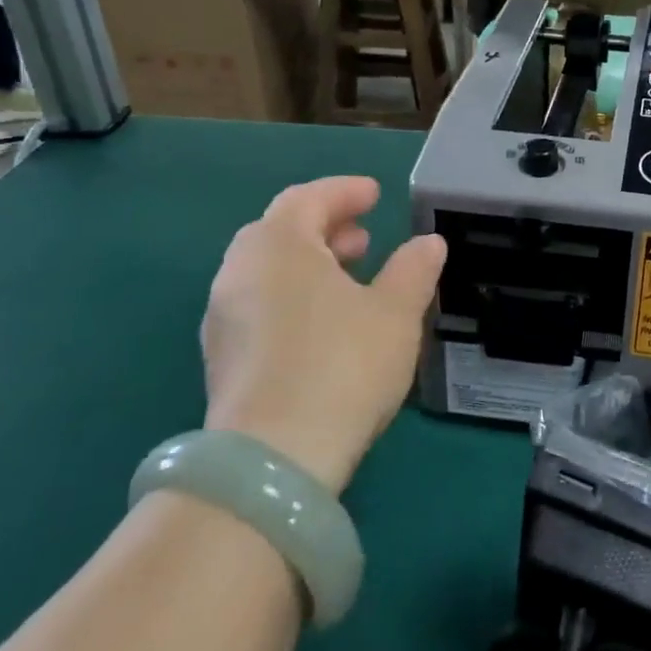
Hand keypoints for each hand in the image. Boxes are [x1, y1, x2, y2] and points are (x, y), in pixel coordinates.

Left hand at [201, 177, 444, 493]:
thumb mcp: (396, 313)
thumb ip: (414, 270)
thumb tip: (428, 243)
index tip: (375, 194)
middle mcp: (239, 273)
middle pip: (280, 232)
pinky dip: (293, 297)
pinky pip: (259, 306)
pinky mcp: (222, 359)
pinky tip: (324, 325)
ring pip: (268, 272)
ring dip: (309, 264)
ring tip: (350, 279)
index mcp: (278, 246)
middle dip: (325, 228)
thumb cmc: (343, 365)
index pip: (307, 198)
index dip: (344, 191)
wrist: (275, 458)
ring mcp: (223, 318)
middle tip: (364, 238)